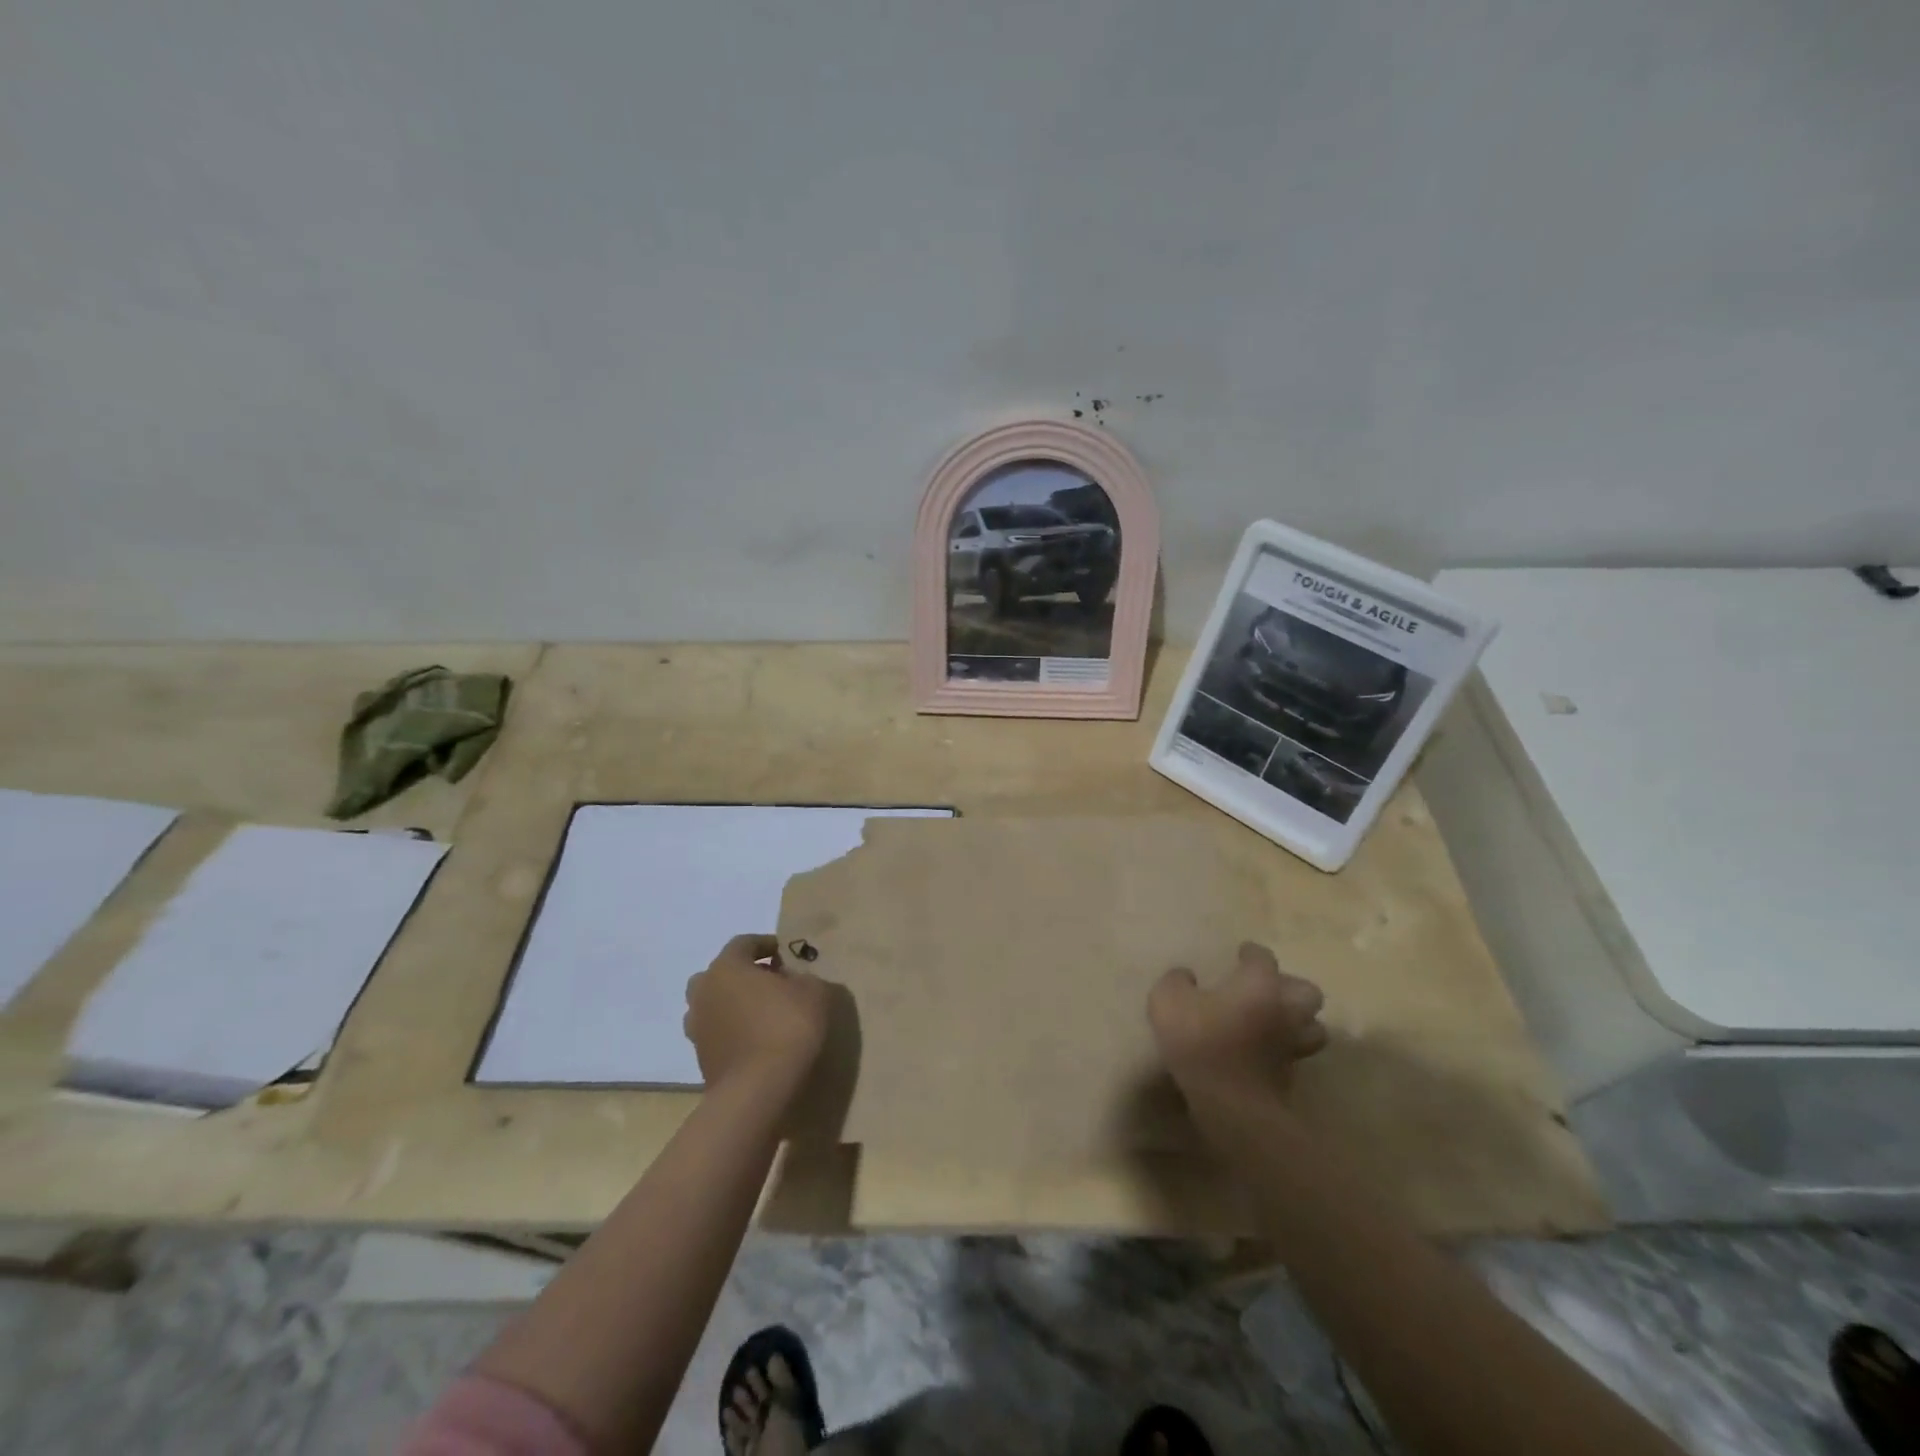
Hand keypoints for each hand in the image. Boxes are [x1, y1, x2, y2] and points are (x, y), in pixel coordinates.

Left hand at [684, 934, 831, 1100]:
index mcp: (726, 967)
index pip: (744, 943)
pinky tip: (756, 1041)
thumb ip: (803, 977)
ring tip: (762, 1015)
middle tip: (772, 983)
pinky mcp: (701, 1058)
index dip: (766, 944)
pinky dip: (732, 1032)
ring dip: (734, 1005)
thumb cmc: (786, 1027)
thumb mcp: (813, 991)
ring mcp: (697, 1027)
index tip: (786, 953)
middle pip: (721, 973)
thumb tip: (793, 981)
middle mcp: (704, 991)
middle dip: (745, 975)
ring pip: (714, 1005)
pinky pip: (718, 1033)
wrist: (757, 1089)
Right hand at [1148, 941, 1328, 1103]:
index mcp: (1259, 984)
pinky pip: (1295, 1055)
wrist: (1229, 1104)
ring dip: (1298, 1021)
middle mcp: (1284, 1009)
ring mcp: (1292, 1045)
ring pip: (1313, 1027)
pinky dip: (1285, 1050)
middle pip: (1307, 991)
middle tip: (1267, 990)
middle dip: (1291, 987)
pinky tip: (1264, 1051)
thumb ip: (1176, 981)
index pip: (1263, 957)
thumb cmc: (1201, 1041)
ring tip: (1274, 1022)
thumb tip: (1186, 976)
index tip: (1240, 954)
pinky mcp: (1291, 1076)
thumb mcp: (1168, 1001)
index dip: (1251, 953)